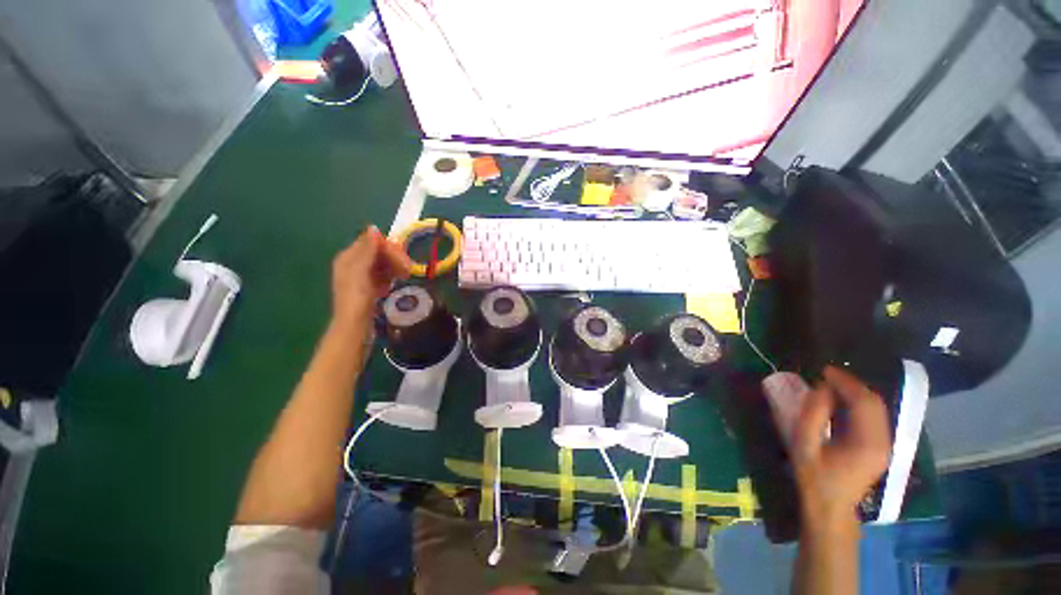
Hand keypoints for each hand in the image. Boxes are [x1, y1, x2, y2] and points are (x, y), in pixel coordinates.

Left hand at [331, 226, 411, 327]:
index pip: (372, 242)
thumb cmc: (356, 297)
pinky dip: (390, 277)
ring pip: (383, 264)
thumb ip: (367, 250)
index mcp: (349, 257)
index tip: (403, 257)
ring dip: (395, 268)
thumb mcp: (361, 271)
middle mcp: (354, 264)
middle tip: (408, 269)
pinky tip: (394, 284)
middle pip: (379, 253)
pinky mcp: (370, 288)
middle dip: (394, 258)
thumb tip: (373, 228)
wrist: (354, 326)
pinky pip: (383, 276)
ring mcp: (362, 277)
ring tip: (405, 276)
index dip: (388, 247)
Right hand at [792, 366, 890, 530]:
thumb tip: (821, 389)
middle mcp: (884, 442)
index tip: (824, 370)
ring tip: (831, 384)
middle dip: (852, 384)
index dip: (846, 382)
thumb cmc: (814, 476)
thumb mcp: (804, 445)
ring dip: (855, 393)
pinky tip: (841, 401)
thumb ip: (812, 416)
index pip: (864, 402)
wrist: (830, 507)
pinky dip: (858, 404)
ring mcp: (885, 445)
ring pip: (876, 408)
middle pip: (874, 403)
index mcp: (867, 443)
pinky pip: (873, 417)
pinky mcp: (881, 447)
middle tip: (826, 375)